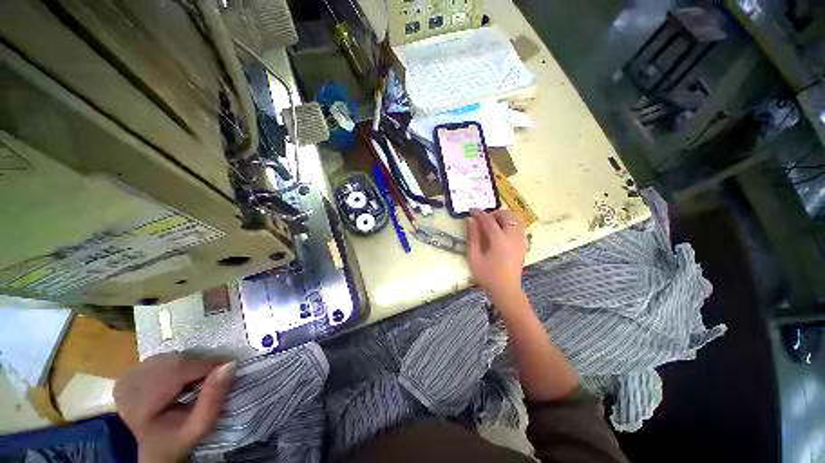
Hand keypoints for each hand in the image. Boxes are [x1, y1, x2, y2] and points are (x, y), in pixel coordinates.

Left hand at [114, 353, 234, 462]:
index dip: (205, 367)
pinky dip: (177, 363)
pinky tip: (178, 378)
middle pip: (171, 362)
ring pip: (168, 357)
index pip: (176, 373)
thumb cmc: (179, 439)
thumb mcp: (200, 427)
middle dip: (197, 366)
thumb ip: (213, 398)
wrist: (155, 448)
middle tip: (210, 377)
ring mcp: (126, 379)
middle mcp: (127, 389)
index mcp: (139, 407)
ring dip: (188, 364)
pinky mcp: (129, 374)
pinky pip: (160, 358)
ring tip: (194, 380)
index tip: (226, 368)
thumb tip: (230, 364)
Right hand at [466, 209, 527, 304]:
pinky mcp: (523, 244)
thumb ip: (472, 237)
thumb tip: (470, 220)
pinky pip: (519, 226)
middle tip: (482, 219)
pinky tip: (500, 231)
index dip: (479, 213)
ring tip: (492, 223)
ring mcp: (521, 240)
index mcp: (499, 240)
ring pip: (515, 218)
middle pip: (506, 215)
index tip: (471, 211)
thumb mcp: (474, 257)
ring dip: (503, 217)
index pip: (489, 220)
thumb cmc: (487, 275)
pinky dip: (509, 222)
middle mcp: (513, 237)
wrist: (506, 290)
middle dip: (493, 213)